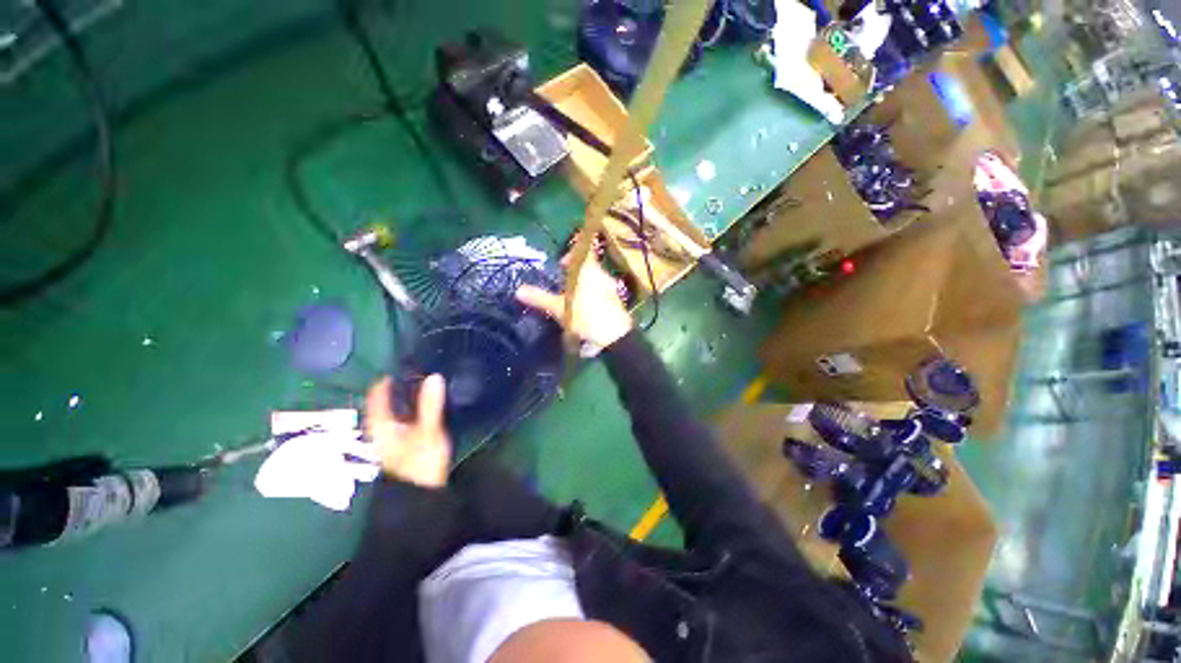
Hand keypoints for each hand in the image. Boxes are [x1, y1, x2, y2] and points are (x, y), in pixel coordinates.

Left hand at [364, 375, 451, 488]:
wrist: (418, 497)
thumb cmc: (418, 463)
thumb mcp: (428, 432)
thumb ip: (430, 405)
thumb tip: (434, 376)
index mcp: (381, 425)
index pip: (377, 395)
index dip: (386, 379)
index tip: (402, 363)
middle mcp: (382, 430)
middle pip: (385, 402)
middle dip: (399, 386)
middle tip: (417, 370)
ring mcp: (392, 438)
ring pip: (395, 411)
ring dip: (406, 397)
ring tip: (423, 383)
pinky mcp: (403, 444)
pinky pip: (404, 419)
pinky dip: (412, 408)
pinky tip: (425, 405)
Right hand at [516, 255, 632, 347]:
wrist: (614, 335)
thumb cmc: (584, 316)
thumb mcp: (559, 308)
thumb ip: (540, 298)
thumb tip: (519, 290)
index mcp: (587, 270)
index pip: (583, 250)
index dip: (572, 252)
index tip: (562, 263)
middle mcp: (601, 274)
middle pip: (589, 265)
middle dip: (576, 270)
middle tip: (563, 281)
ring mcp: (610, 287)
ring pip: (596, 278)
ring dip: (584, 282)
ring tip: (572, 295)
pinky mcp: (616, 299)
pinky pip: (602, 289)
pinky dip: (593, 293)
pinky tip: (586, 307)